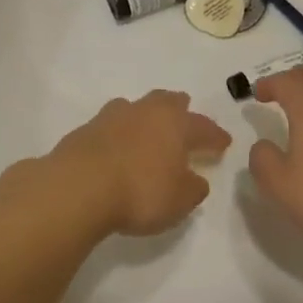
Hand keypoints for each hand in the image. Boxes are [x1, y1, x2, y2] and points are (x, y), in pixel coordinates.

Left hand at [39, 90, 231, 237]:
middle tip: (186, 116)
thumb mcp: (179, 200)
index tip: (223, 142)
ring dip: (146, 117)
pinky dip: (120, 134)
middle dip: (179, 108)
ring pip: (136, 107)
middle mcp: (145, 111)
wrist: (78, 186)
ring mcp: (112, 116)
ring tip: (149, 129)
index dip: (214, 135)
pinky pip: (111, 126)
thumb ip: (193, 188)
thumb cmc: (140, 191)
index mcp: (174, 123)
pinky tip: (118, 147)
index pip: (202, 126)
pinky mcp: (86, 129)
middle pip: (167, 101)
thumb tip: (196, 179)